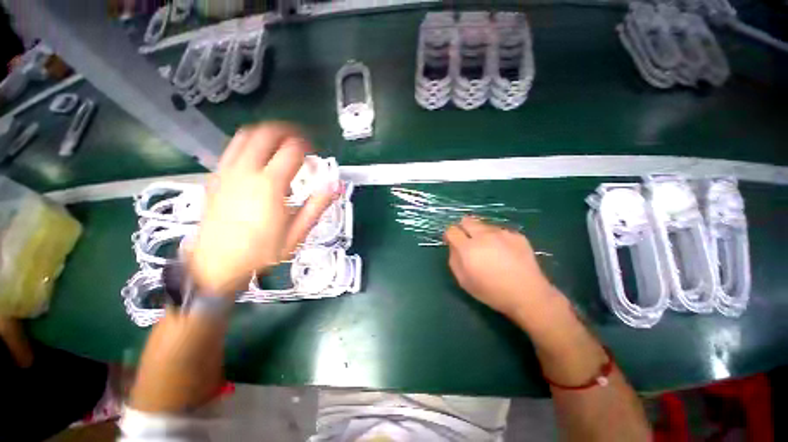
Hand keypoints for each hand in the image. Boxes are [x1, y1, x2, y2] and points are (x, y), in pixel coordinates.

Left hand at [188, 123, 338, 295]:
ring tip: (281, 144)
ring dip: (267, 133)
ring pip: (246, 135)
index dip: (308, 147)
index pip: (292, 150)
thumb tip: (335, 186)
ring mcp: (227, 172)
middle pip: (266, 133)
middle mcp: (245, 172)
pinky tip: (259, 158)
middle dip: (287, 131)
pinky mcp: (216, 177)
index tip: (314, 154)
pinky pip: (233, 148)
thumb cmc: (262, 252)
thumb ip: (318, 206)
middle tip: (300, 141)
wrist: (217, 264)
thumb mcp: (297, 232)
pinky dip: (250, 144)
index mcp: (269, 186)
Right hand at [444, 217, 558, 319]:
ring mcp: (502, 233)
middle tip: (468, 241)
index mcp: (468, 248)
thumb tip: (454, 246)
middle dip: (463, 228)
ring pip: (484, 225)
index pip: (452, 230)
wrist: (528, 295)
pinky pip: (500, 231)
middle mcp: (484, 235)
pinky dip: (497, 238)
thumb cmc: (491, 291)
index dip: (450, 235)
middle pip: (467, 220)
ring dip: (481, 233)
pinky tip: (505, 252)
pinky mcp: (516, 234)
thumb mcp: (464, 281)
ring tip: (489, 249)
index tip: (452, 242)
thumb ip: (454, 259)